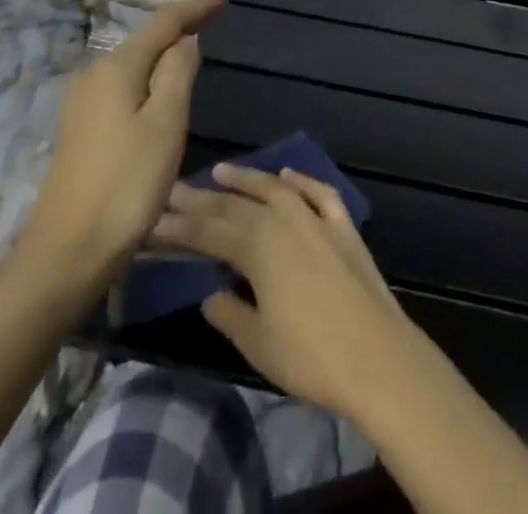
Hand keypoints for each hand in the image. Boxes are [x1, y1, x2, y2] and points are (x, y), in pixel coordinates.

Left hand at [13, 0, 228, 306]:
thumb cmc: (126, 185)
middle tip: (215, 12)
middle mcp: (95, 77)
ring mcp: (84, 105)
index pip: (164, 22)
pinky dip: (151, 74)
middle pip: (146, 38)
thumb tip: (186, 39)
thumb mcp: (165, 124)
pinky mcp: (83, 130)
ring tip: (195, 40)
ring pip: (135, 62)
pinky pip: (126, 84)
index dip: (197, 5)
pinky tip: (163, 84)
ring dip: (166, 49)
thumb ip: (178, 73)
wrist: (66, 255)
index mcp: (116, 69)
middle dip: (181, 23)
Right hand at [152, 162, 424, 422]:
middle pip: (237, 205)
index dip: (179, 226)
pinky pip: (319, 193)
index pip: (209, 231)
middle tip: (175, 189)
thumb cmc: (309, 356)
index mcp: (259, 247)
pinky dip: (302, 181)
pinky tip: (288, 175)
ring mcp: (317, 219)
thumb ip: (229, 313)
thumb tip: (210, 294)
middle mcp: (285, 221)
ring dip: (248, 178)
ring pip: (276, 189)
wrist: (375, 354)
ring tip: (221, 170)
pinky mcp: (343, 226)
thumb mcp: (257, 342)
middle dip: (203, 198)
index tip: (152, 218)